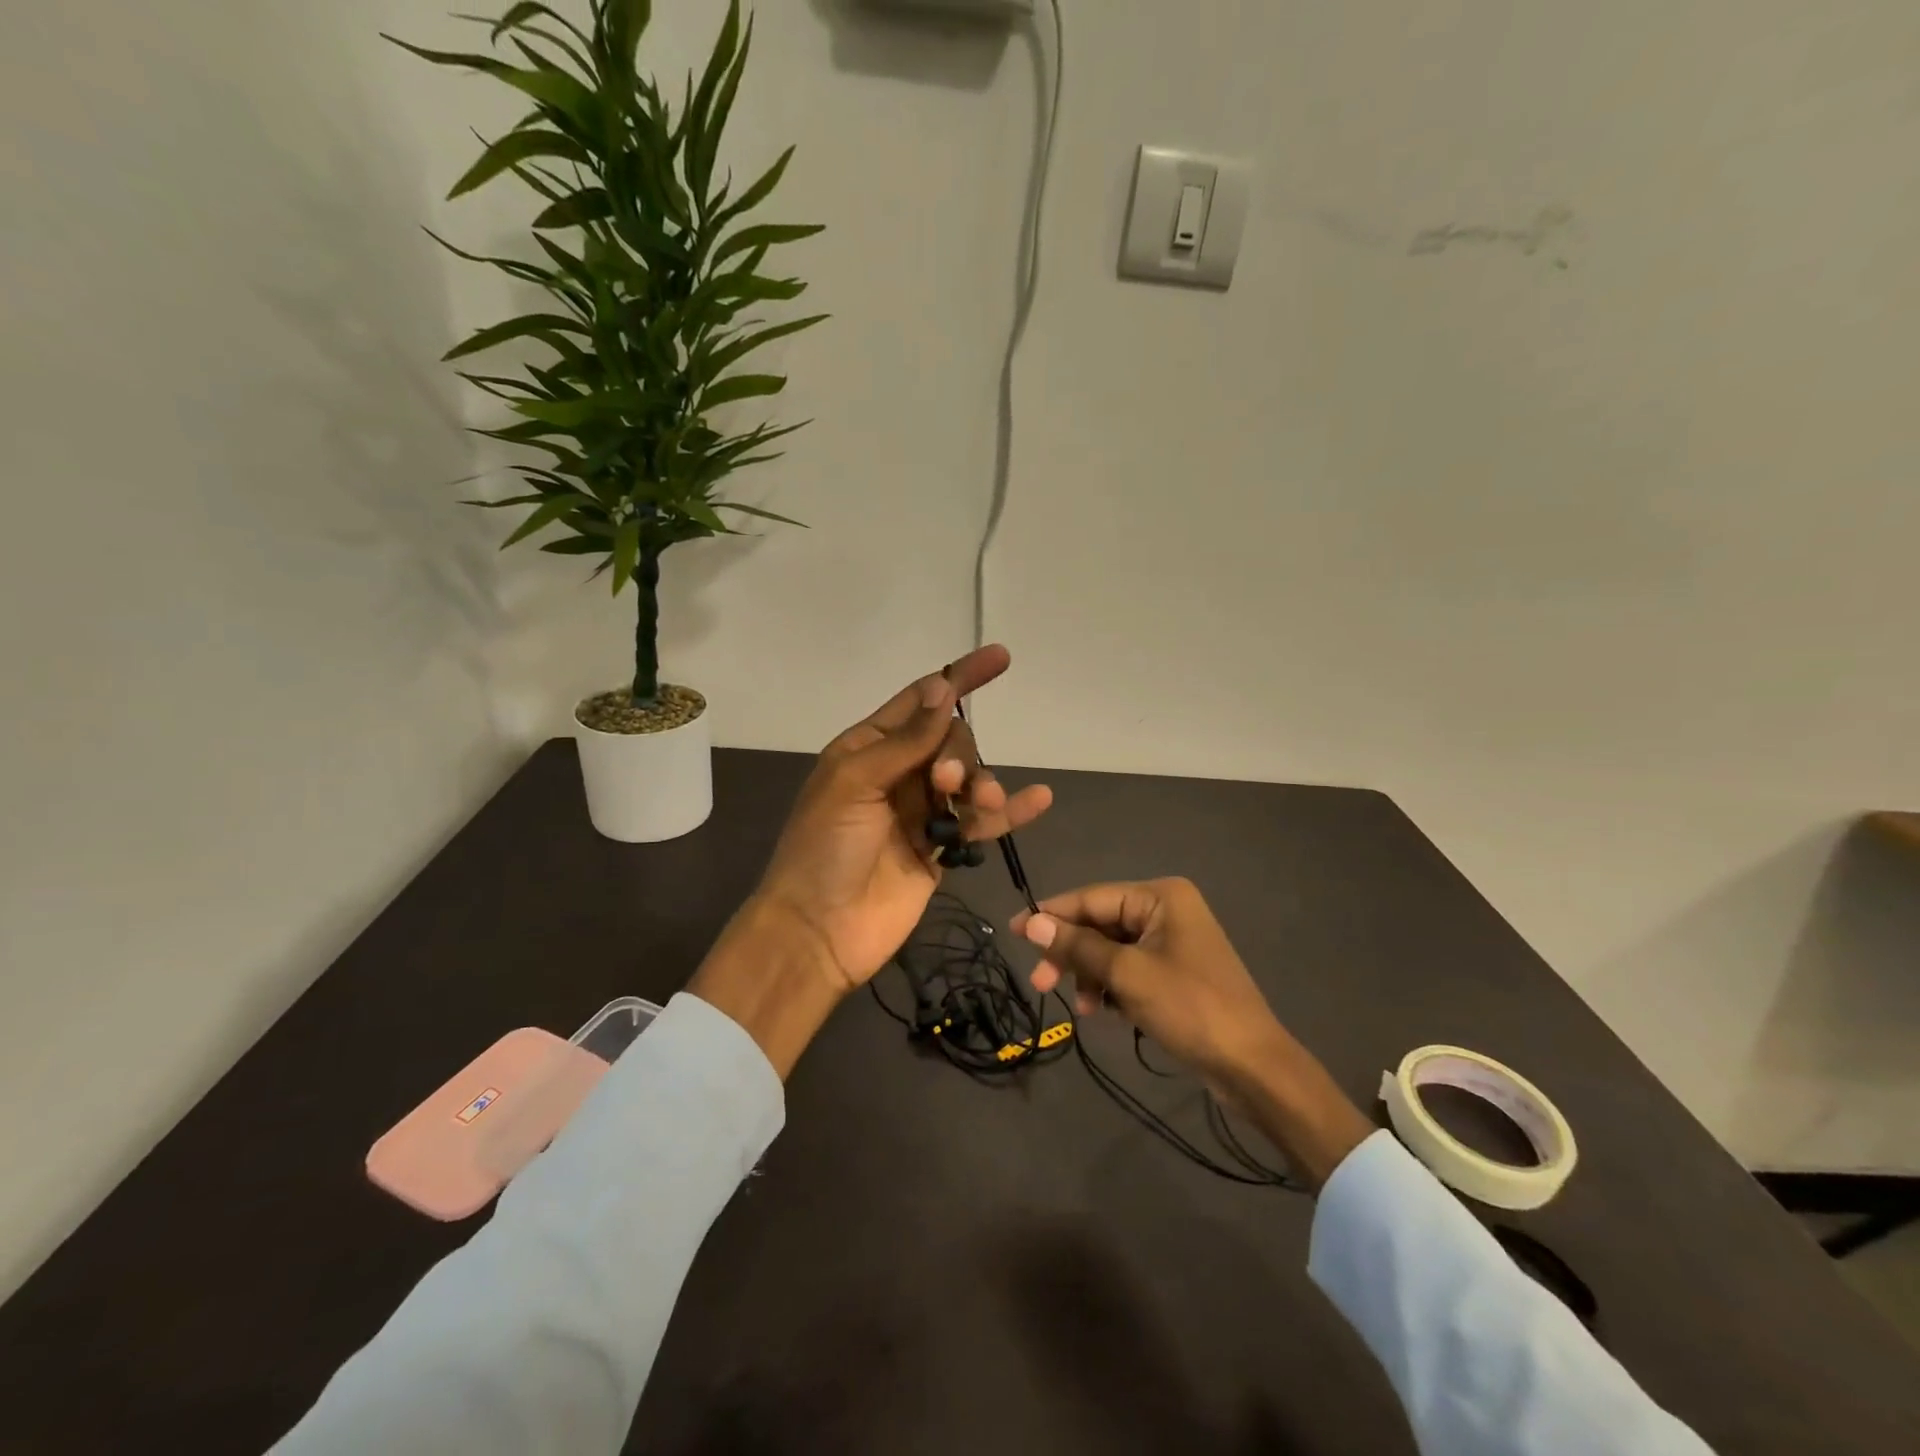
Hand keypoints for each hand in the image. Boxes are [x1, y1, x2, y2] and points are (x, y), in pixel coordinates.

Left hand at [754, 643, 1053, 990]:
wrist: (818, 932)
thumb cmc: (824, 848)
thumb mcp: (856, 783)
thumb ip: (906, 740)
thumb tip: (943, 689)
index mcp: (867, 748)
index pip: (920, 700)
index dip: (959, 678)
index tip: (1001, 658)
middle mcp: (896, 774)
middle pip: (950, 742)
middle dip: (958, 754)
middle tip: (944, 784)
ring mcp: (920, 813)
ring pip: (968, 781)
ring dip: (982, 785)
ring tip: (980, 805)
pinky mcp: (940, 851)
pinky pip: (979, 824)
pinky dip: (1009, 813)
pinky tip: (1039, 799)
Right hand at [1013, 878, 1281, 1084]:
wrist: (1253, 1067)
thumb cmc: (1191, 1009)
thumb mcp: (1127, 975)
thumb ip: (1078, 946)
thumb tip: (1032, 922)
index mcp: (1160, 896)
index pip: (1092, 898)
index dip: (1051, 915)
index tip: (1013, 931)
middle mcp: (1166, 909)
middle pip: (1100, 924)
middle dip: (1070, 953)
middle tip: (1038, 982)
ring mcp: (1172, 941)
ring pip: (1110, 949)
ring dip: (1089, 974)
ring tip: (1081, 1008)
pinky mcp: (1174, 971)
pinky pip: (1128, 968)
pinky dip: (1110, 986)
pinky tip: (1102, 1010)